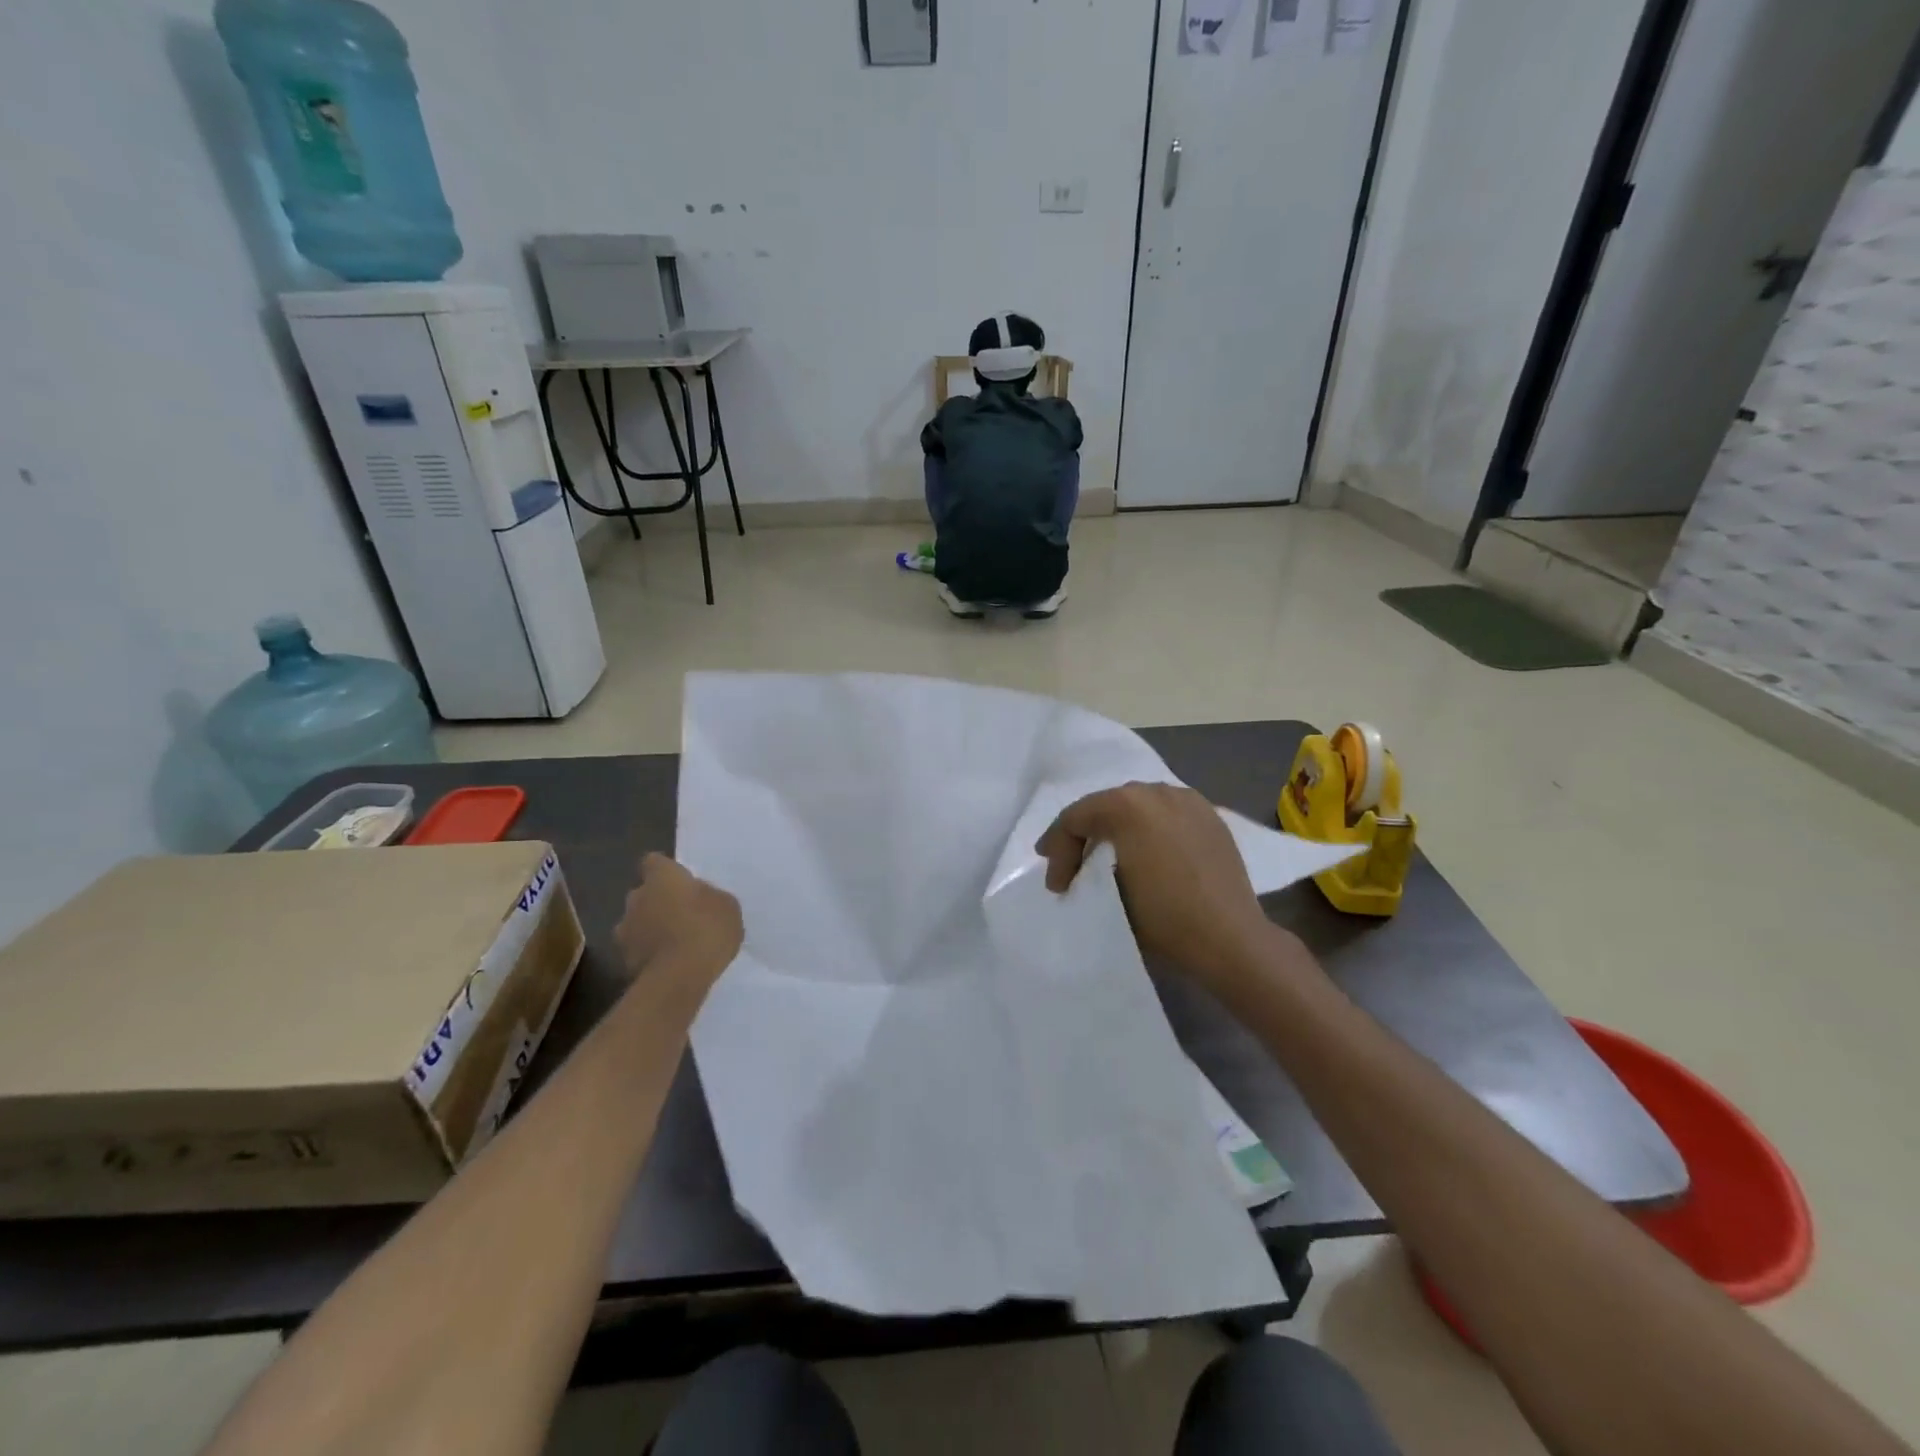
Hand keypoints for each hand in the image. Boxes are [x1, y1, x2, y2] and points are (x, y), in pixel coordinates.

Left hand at [615, 853, 742, 984]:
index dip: (665, 871)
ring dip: (649, 929)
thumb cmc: (707, 929)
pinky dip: (649, 954)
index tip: (679, 881)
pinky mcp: (622, 961)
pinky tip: (669, 964)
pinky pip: (637, 950)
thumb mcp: (726, 906)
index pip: (654, 862)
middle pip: (643, 893)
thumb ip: (709, 896)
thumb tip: (699, 898)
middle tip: (681, 914)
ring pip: (636, 923)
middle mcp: (636, 898)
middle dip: (657, 902)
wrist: (678, 978)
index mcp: (662, 877)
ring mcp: (624, 931)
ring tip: (673, 943)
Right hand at [1036, 782, 1277, 993]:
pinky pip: (1166, 814)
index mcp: (1127, 805)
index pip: (1075, 817)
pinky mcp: (1210, 816)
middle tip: (1070, 864)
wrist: (1231, 940)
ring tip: (1107, 856)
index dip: (1057, 848)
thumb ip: (1088, 867)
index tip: (1055, 884)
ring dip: (1116, 828)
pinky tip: (1146, 852)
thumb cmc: (1164, 918)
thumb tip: (1084, 867)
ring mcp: (1188, 800)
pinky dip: (1148, 829)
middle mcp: (1157, 791)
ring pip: (1137, 805)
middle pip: (1105, 805)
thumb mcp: (1109, 892)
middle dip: (1084, 834)